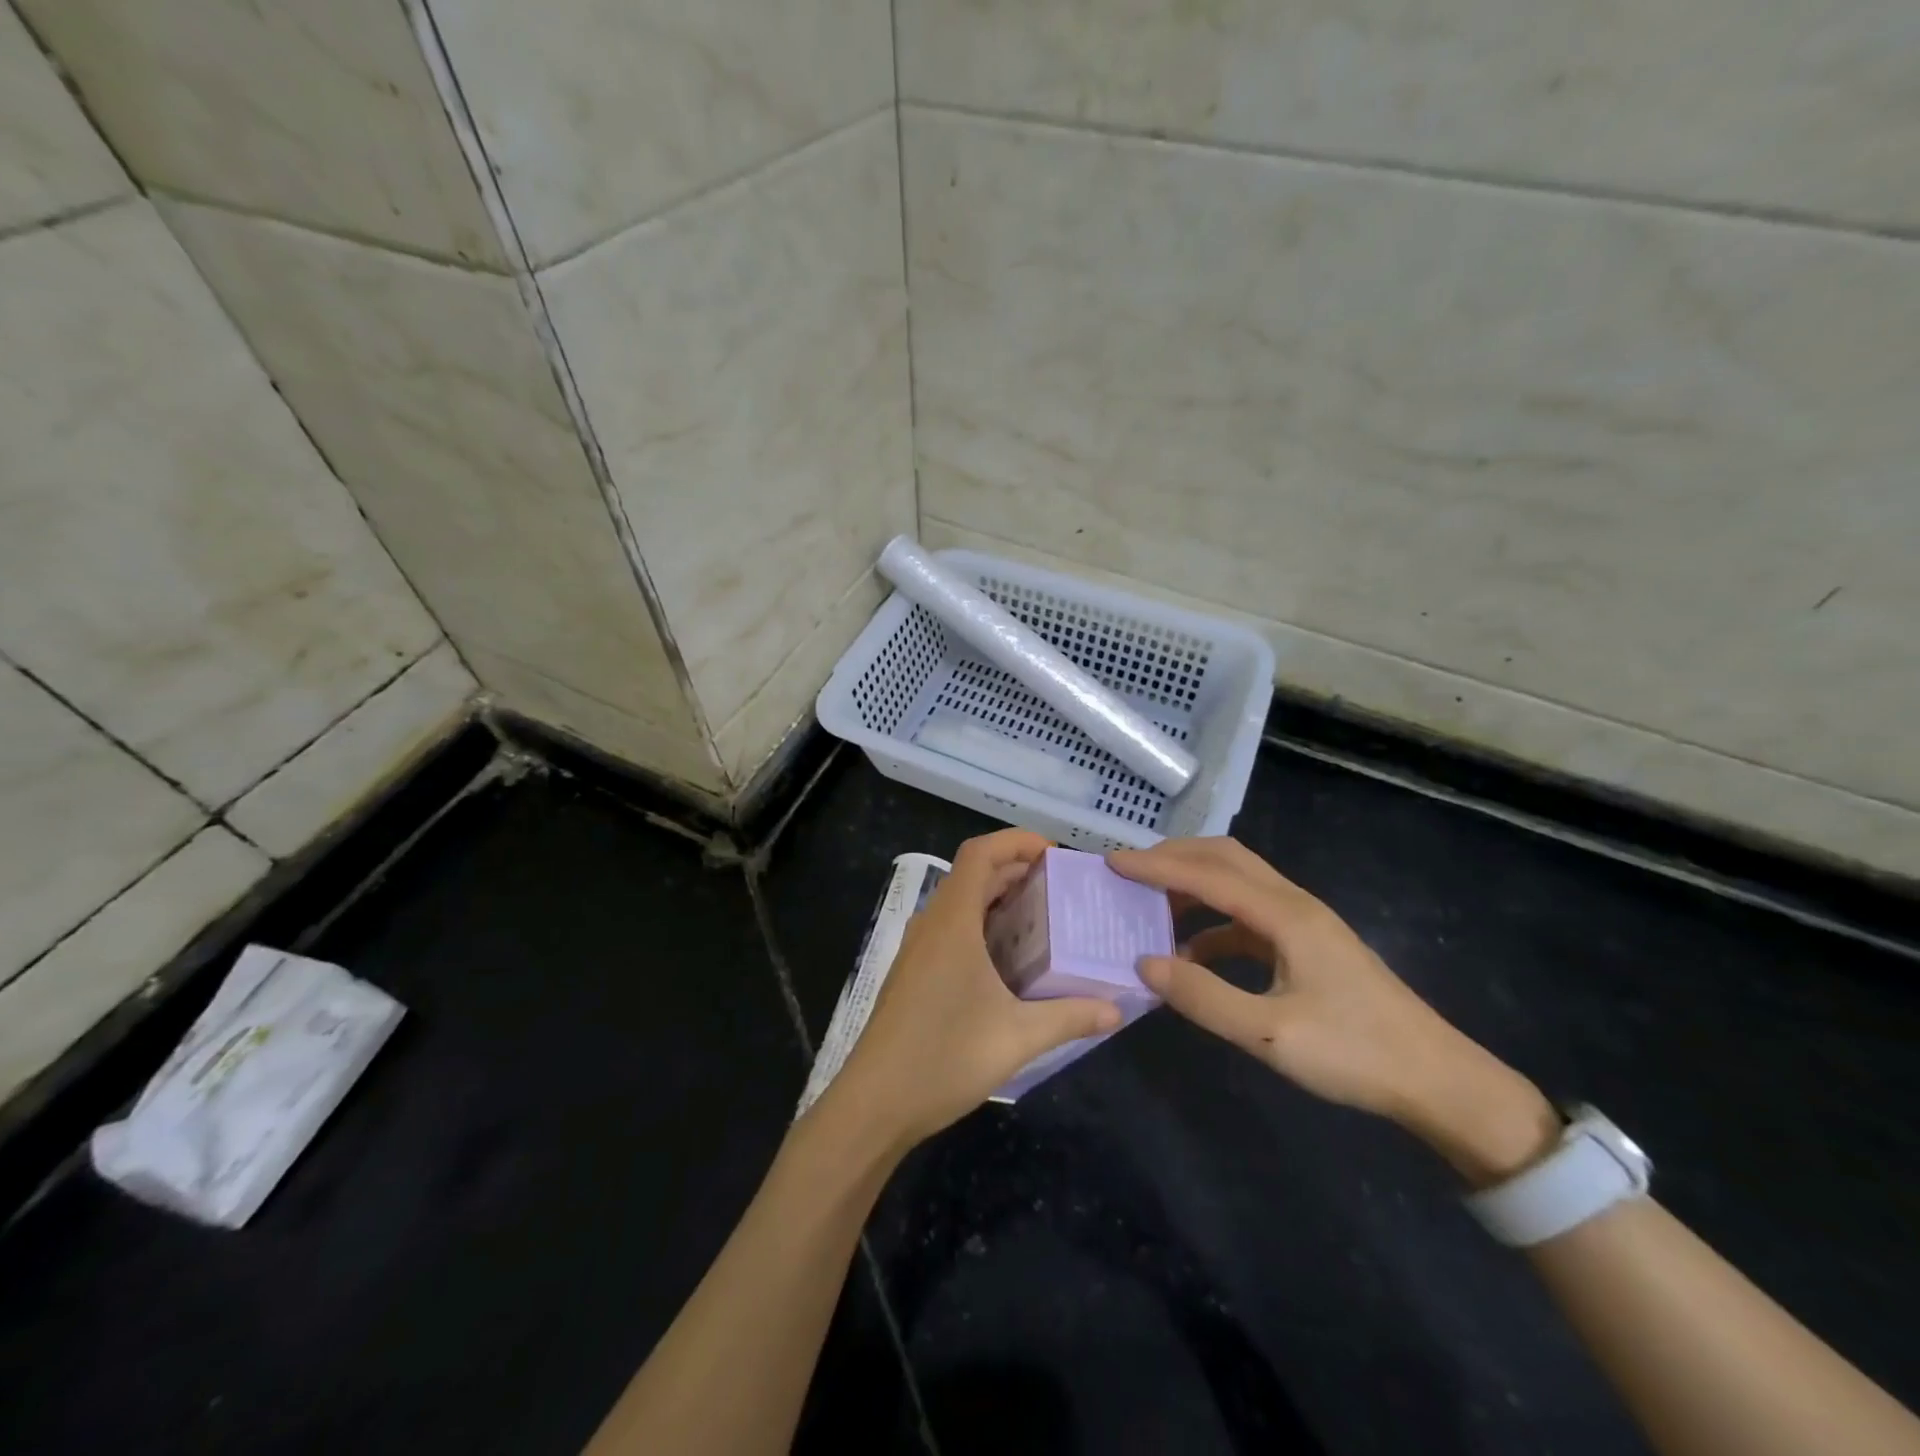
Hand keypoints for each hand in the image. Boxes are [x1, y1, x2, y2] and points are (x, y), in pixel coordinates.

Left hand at [826, 830, 1123, 1154]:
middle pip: (973, 875)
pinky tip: (1010, 962)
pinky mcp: (914, 973)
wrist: (875, 1103)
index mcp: (952, 922)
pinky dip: (982, 927)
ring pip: (961, 904)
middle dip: (1016, 871)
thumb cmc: (944, 1057)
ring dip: (999, 900)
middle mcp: (932, 925)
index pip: (980, 853)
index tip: (1054, 855)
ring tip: (1044, 919)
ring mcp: (918, 949)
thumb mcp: (1017, 1037)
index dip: (1015, 841)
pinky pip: (952, 930)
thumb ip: (1069, 1017)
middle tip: (1062, 889)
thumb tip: (1114, 1010)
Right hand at [1109, 837, 1558, 1184]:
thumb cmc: (1356, 1054)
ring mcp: (1304, 923)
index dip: (1156, 866)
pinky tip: (1192, 952)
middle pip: (1226, 858)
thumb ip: (1203, 998)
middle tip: (1130, 872)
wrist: (1438, 1080)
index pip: (1208, 874)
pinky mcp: (1307, 944)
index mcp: (1286, 916)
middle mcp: (1294, 904)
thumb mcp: (1270, 1034)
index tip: (1112, 863)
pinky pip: (1248, 915)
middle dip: (1175, 857)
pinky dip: (1212, 921)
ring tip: (1151, 905)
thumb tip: (1144, 962)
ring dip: (1193, 885)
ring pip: (1238, 881)